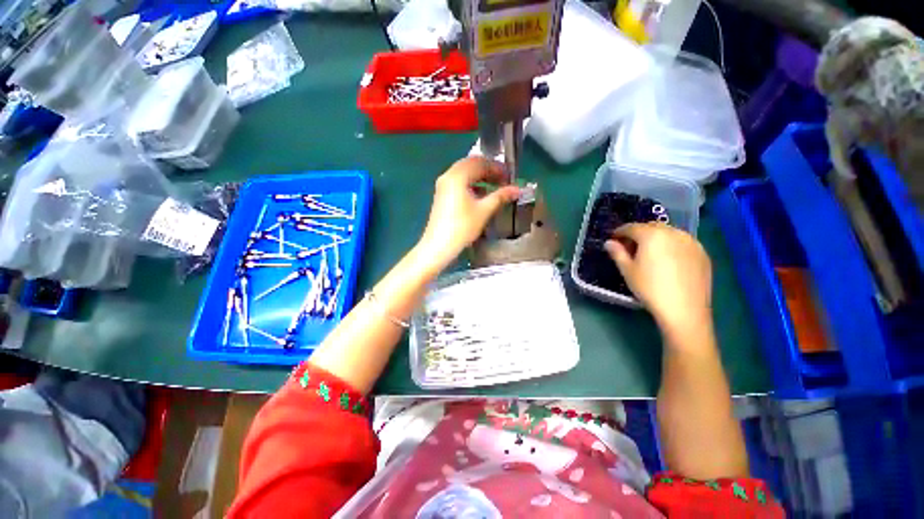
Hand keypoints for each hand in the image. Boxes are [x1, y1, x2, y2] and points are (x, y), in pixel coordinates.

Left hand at [418, 157, 519, 270]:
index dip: (497, 168)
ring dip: (480, 177)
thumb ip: (501, 196)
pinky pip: (459, 182)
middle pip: (471, 165)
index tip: (510, 176)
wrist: (439, 246)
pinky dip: (471, 184)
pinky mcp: (442, 195)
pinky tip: (481, 195)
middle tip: (503, 180)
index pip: (480, 162)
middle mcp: (448, 176)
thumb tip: (517, 189)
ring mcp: (443, 186)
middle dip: (489, 170)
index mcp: (457, 176)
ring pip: (464, 173)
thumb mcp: (484, 211)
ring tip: (495, 187)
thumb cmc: (462, 227)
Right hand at [604, 223, 711, 334]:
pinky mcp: (702, 253)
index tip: (613, 240)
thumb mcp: (627, 270)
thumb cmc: (649, 288)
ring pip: (669, 233)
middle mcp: (673, 232)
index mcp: (652, 235)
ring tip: (650, 254)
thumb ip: (617, 253)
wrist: (685, 310)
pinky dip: (672, 246)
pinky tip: (668, 261)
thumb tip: (609, 242)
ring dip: (656, 238)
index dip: (619, 232)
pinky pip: (682, 242)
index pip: (631, 227)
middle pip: (651, 226)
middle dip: (639, 233)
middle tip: (630, 248)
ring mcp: (691, 242)